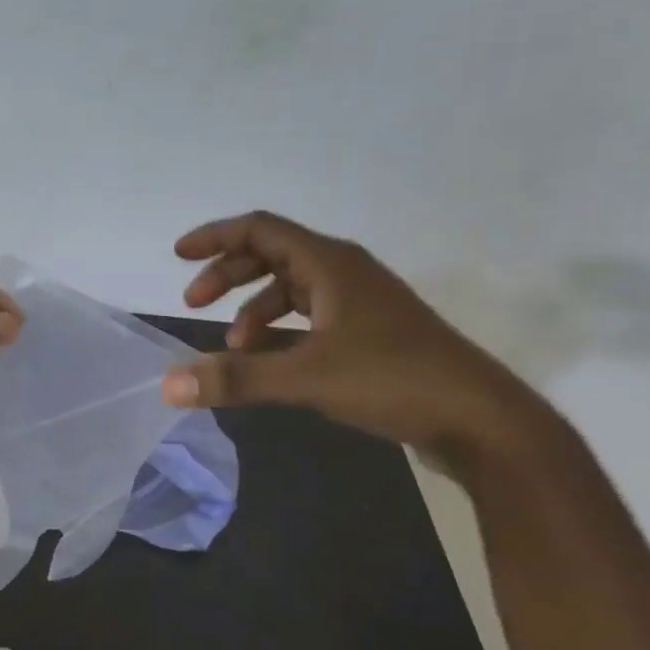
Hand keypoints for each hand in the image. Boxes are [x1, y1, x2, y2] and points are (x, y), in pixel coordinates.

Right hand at [162, 211, 549, 463]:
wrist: (481, 420)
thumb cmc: (394, 380)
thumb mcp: (306, 377)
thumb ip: (235, 378)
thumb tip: (168, 385)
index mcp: (331, 264)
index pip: (260, 230)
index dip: (215, 238)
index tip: (178, 255)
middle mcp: (344, 273)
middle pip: (271, 256)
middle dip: (227, 276)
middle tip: (194, 305)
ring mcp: (359, 303)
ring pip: (289, 289)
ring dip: (252, 310)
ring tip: (233, 348)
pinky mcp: (368, 333)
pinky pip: (308, 317)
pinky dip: (278, 332)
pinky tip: (268, 362)